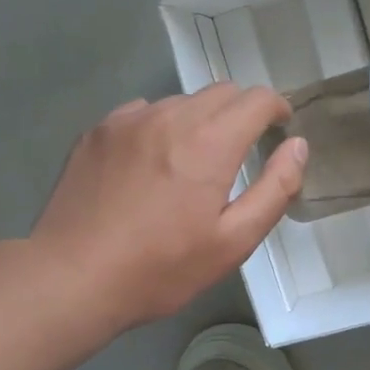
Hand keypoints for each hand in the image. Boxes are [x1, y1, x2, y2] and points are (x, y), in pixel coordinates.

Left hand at [29, 84, 305, 330]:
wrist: (72, 277)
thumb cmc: (161, 268)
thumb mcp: (233, 242)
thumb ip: (274, 189)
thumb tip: (297, 146)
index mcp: (209, 141)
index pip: (256, 98)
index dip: (276, 109)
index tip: (279, 129)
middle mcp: (170, 115)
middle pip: (221, 92)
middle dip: (241, 113)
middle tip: (241, 150)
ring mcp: (128, 119)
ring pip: (181, 101)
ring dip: (200, 120)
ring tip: (191, 163)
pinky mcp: (98, 130)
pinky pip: (143, 112)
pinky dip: (160, 126)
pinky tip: (150, 164)